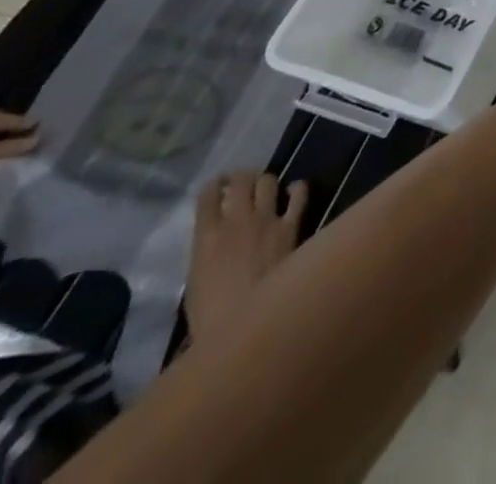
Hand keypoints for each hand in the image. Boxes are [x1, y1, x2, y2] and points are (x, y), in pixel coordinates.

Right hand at [185, 172, 308, 345]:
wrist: (246, 320)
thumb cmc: (211, 314)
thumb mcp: (197, 282)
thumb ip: (206, 254)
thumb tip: (215, 243)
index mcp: (207, 236)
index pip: (207, 196)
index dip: (212, 186)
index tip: (215, 185)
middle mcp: (237, 220)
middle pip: (240, 181)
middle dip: (240, 176)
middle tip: (240, 180)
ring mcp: (267, 219)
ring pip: (268, 181)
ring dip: (265, 180)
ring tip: (264, 184)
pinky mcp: (291, 225)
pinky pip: (299, 195)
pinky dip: (297, 188)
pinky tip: (295, 189)